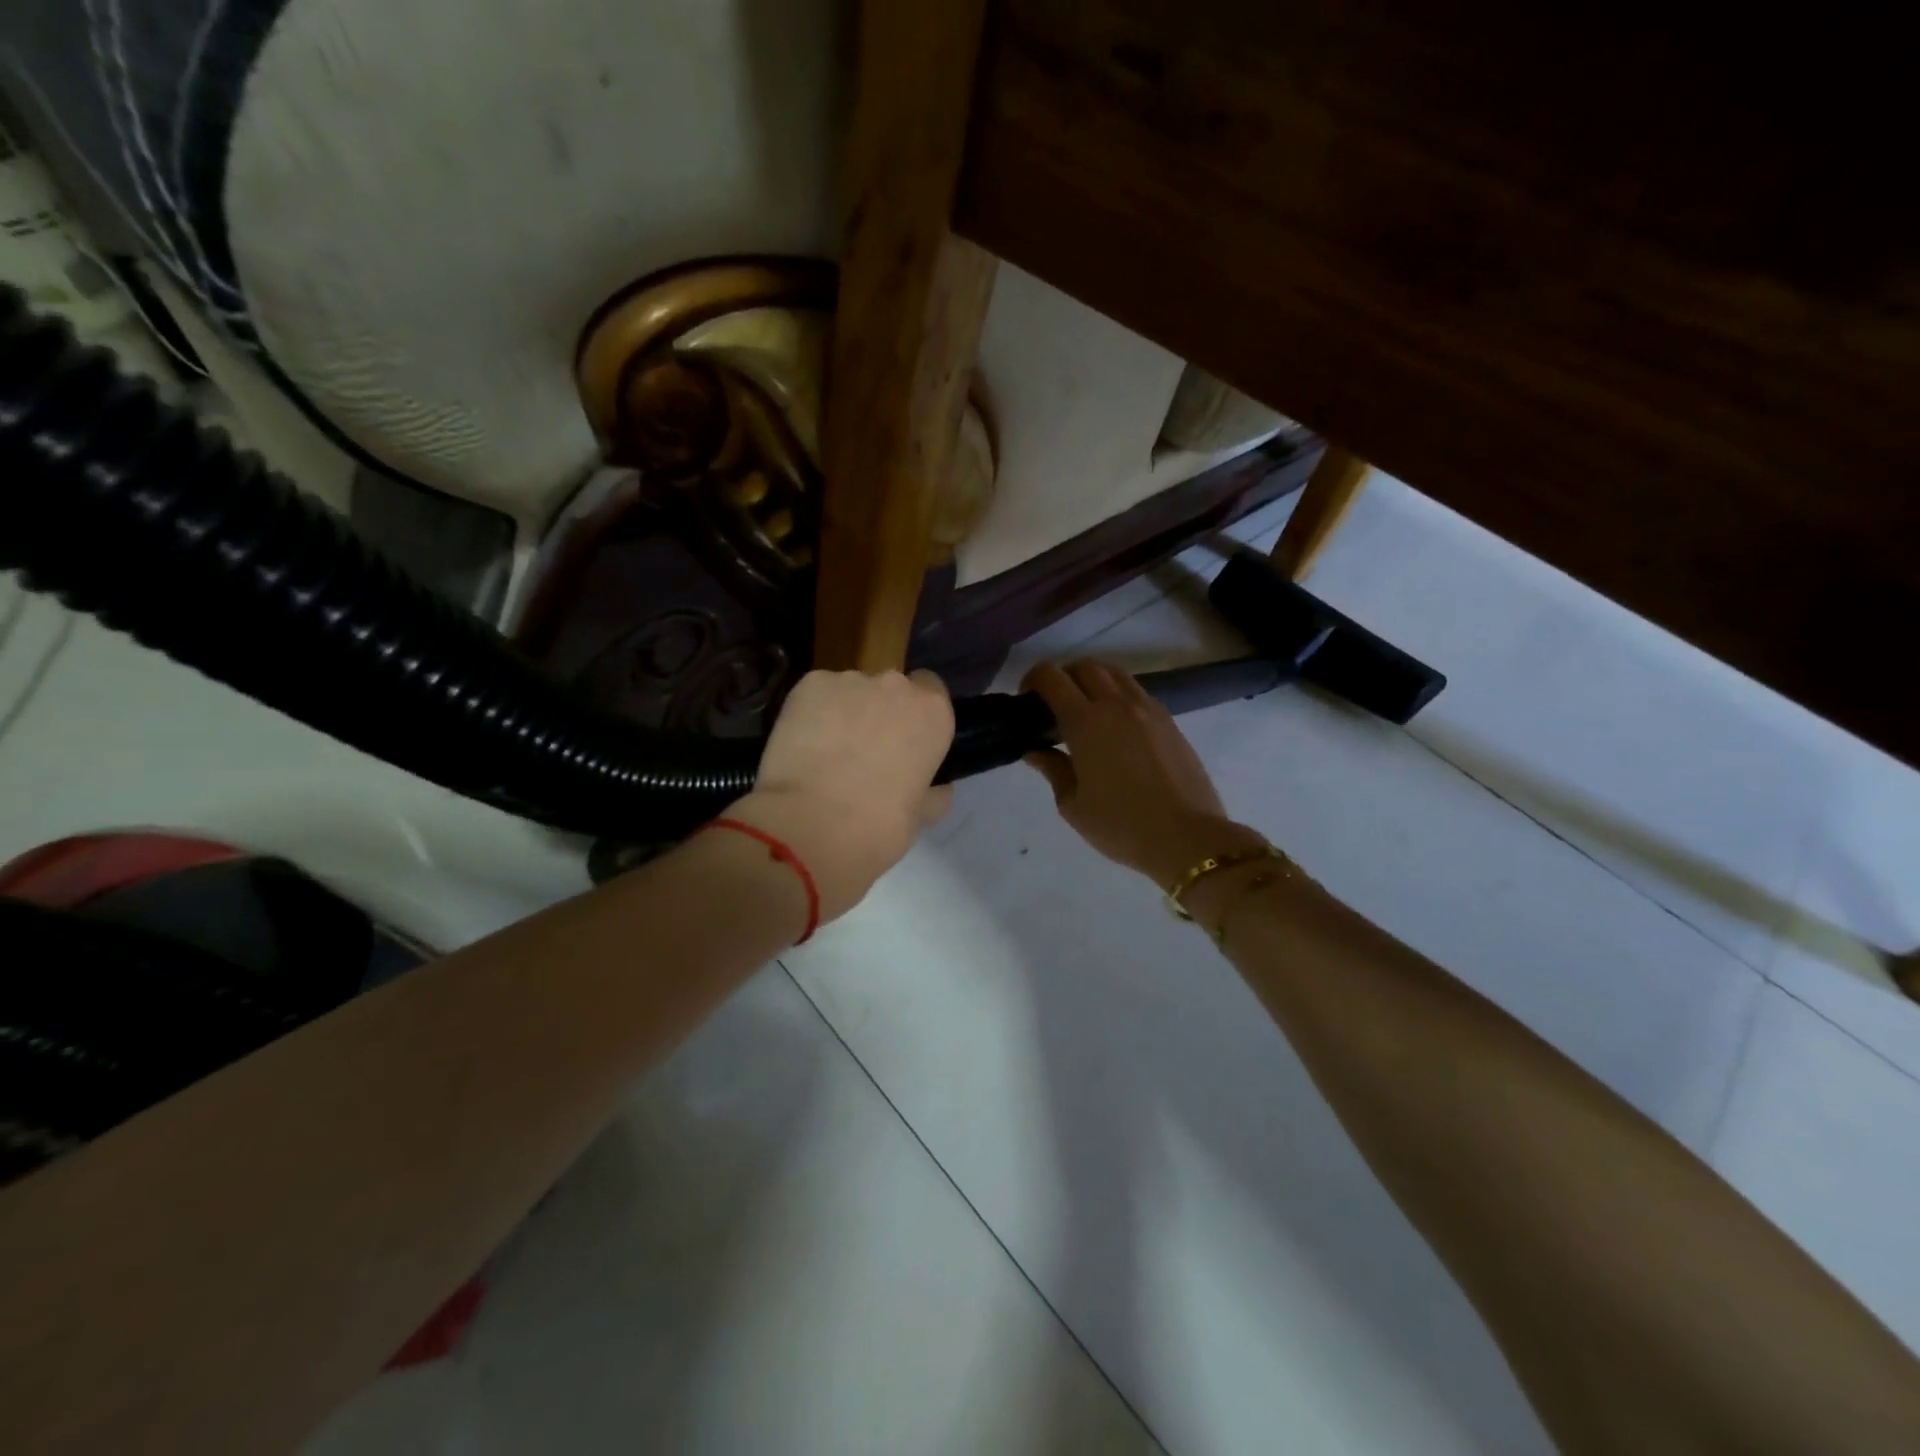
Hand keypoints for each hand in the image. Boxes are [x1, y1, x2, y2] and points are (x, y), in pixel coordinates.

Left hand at [728, 669, 954, 921]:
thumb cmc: (878, 827)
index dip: (916, 715)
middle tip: (865, 753)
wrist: (811, 827)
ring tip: (827, 754)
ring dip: (845, 714)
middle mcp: (895, 686)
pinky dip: (812, 715)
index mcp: (933, 713)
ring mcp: (848, 681)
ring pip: (850, 692)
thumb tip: (936, 788)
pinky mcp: (807, 686)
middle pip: (890, 689)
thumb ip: (933, 792)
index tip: (906, 742)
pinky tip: (803, 747)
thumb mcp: (922, 816)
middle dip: (880, 713)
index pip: (932, 691)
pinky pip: (815, 696)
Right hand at [1023, 660, 1265, 886]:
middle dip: (1064, 677)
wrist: (1186, 836)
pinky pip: (1137, 692)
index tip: (1027, 699)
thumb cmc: (1120, 825)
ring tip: (1087, 710)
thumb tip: (1036, 751)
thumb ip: (1052, 769)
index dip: (1033, 679)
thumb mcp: (1073, 805)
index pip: (1052, 677)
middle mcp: (1116, 704)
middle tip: (1054, 704)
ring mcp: (1147, 709)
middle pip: (1085, 667)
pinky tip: (1117, 726)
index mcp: (1085, 722)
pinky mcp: (1169, 720)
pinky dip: (1119, 695)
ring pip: (1115, 673)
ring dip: (1093, 681)